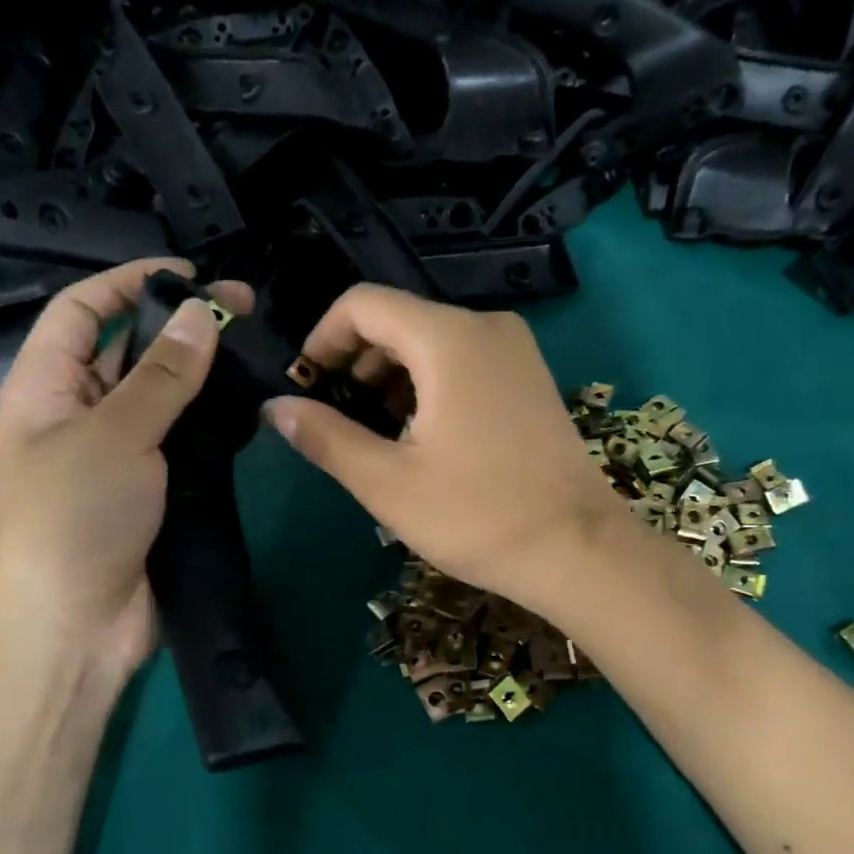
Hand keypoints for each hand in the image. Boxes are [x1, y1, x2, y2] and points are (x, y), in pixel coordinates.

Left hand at [0, 259, 252, 679]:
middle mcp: (83, 413)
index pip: (84, 311)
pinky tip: (252, 409)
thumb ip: (162, 376)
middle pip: (132, 351)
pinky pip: (186, 442)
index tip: (191, 274)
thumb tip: (201, 315)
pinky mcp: (156, 490)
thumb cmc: (73, 517)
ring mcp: (123, 454)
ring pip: (167, 398)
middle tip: (247, 312)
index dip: (130, 282)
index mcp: (48, 386)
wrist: (72, 625)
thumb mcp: (114, 434)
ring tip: (258, 355)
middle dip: (182, 326)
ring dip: (205, 375)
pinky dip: (214, 424)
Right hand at [264, 285, 631, 618]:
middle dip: (357, 361)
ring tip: (377, 433)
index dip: (323, 338)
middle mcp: (486, 327)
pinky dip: (431, 384)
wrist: (578, 549)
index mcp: (448, 338)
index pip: (364, 303)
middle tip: (337, 417)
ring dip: (392, 376)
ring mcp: (516, 351)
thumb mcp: (388, 482)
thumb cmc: (478, 515)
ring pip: (433, 342)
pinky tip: (422, 435)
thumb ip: (325, 436)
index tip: (306, 386)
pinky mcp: (531, 378)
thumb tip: (275, 407)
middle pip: (399, 319)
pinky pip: (465, 361)